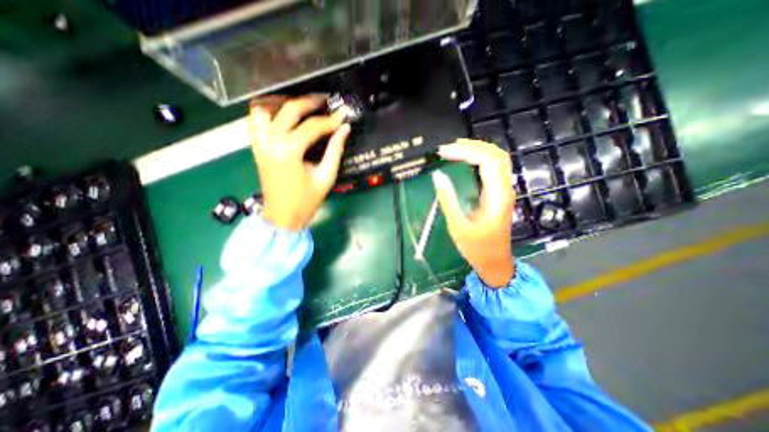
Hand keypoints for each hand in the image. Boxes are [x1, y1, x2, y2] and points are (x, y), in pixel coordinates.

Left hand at [249, 94, 350, 233]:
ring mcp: (260, 144)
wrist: (283, 217)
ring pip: (264, 109)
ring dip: (282, 101)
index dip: (331, 120)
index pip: (313, 127)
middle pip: (288, 110)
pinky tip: (280, 114)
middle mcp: (271, 142)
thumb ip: (335, 150)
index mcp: (290, 152)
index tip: (343, 114)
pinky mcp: (257, 148)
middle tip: (324, 100)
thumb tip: (345, 129)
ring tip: (299, 103)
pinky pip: (254, 122)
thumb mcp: (326, 177)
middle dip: (309, 102)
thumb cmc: (307, 201)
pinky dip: (266, 112)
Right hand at [432, 139, 515, 287]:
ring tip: (455, 149)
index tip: (444, 152)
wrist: (495, 262)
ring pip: (497, 160)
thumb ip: (448, 199)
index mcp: (497, 197)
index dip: (466, 152)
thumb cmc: (476, 248)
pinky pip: (493, 169)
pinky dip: (479, 159)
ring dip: (477, 150)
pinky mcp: (499, 194)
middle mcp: (504, 189)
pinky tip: (465, 161)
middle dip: (473, 146)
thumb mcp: (458, 226)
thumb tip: (437, 176)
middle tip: (448, 147)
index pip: (487, 161)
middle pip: (497, 155)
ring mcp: (504, 191)